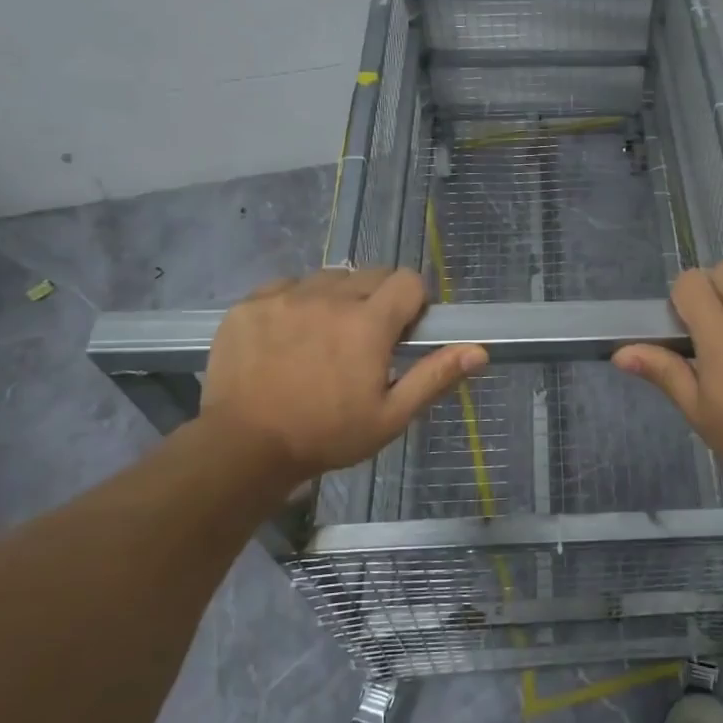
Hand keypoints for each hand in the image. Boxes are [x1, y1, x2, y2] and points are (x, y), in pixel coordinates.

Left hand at [200, 269, 485, 478]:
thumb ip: (434, 376)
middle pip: (370, 274)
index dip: (413, 301)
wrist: (243, 447)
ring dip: (337, 298)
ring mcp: (285, 297)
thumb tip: (479, 351)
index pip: (407, 280)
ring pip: (328, 278)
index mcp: (368, 323)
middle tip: (365, 339)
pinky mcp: (250, 304)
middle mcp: (329, 298)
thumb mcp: (390, 416)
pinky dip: (295, 302)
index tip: (404, 330)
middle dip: (378, 299)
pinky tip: (288, 336)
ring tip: (325, 336)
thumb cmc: (326, 435)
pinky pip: (285, 286)